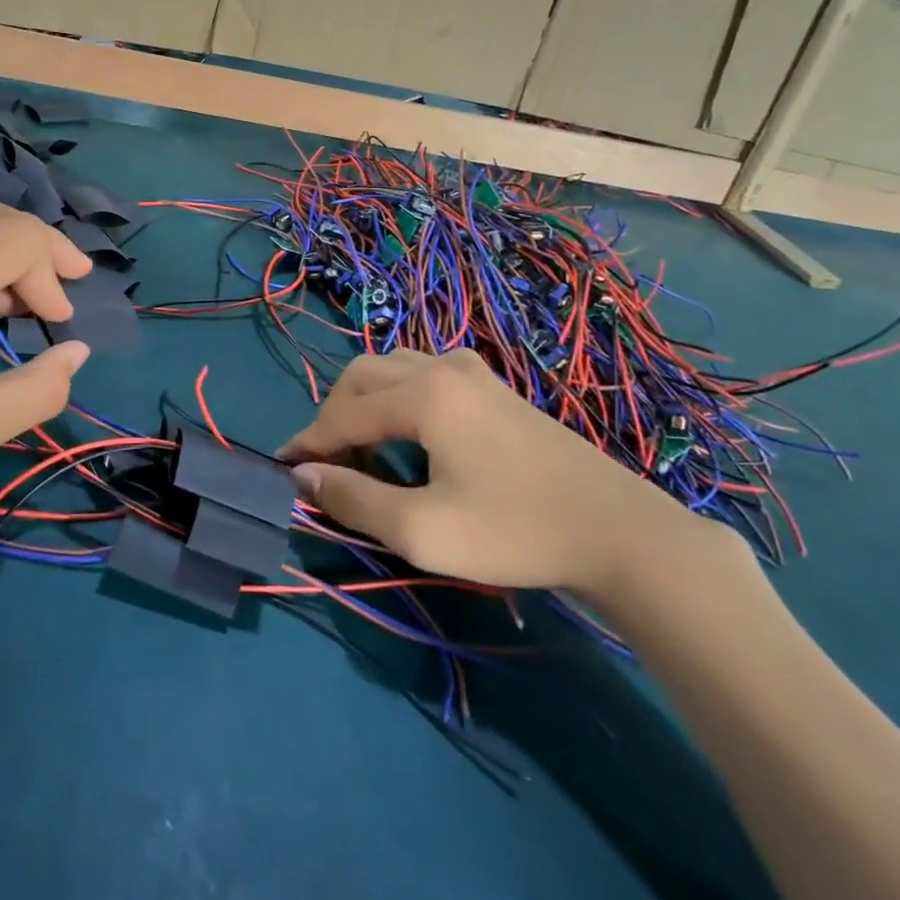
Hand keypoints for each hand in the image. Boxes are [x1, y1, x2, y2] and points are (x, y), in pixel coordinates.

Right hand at [280, 349, 719, 598]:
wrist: (617, 531)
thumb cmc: (514, 532)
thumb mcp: (422, 530)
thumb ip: (354, 499)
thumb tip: (303, 476)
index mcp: (423, 395)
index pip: (344, 414)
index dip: (308, 442)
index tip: (282, 468)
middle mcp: (441, 367)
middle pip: (363, 376)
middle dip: (333, 416)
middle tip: (325, 465)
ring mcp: (472, 370)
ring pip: (392, 368)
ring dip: (364, 402)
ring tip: (361, 451)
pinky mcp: (492, 385)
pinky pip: (423, 372)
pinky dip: (396, 396)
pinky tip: (407, 432)